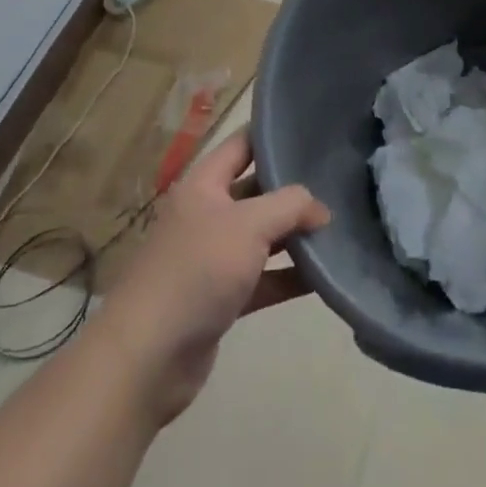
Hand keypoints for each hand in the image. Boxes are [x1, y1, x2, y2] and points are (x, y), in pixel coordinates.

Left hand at [97, 129, 329, 428]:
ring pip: (261, 236)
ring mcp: (212, 258)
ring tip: (337, 226)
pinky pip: (261, 278)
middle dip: (292, 187)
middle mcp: (206, 214)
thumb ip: (291, 206)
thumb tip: (321, 209)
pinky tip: (322, 276)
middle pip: (256, 190)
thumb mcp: (250, 225)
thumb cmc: (197, 271)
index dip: (273, 133)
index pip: (242, 143)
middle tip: (335, 179)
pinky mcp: (219, 298)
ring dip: (294, 235)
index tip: (312, 128)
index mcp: (203, 184)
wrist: (147, 358)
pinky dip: (287, 276)